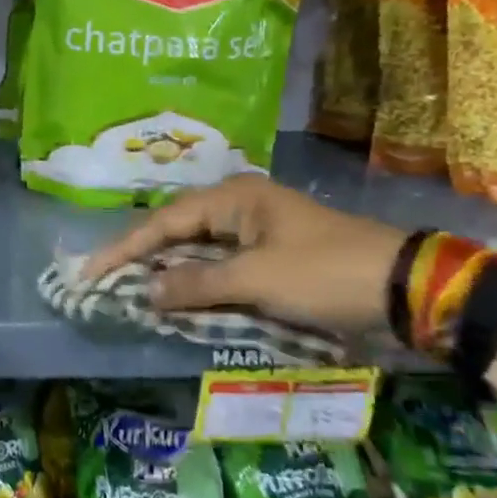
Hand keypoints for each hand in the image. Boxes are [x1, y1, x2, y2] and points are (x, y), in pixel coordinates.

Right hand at [81, 176, 406, 335]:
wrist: (406, 288)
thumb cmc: (325, 273)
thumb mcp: (257, 279)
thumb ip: (197, 284)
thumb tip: (145, 292)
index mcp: (234, 198)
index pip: (164, 222)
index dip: (125, 248)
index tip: (90, 272)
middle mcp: (240, 207)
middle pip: (178, 231)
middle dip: (142, 258)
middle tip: (105, 281)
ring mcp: (258, 231)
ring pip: (199, 250)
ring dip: (170, 272)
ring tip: (132, 291)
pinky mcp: (273, 256)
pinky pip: (222, 266)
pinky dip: (200, 283)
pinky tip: (180, 299)